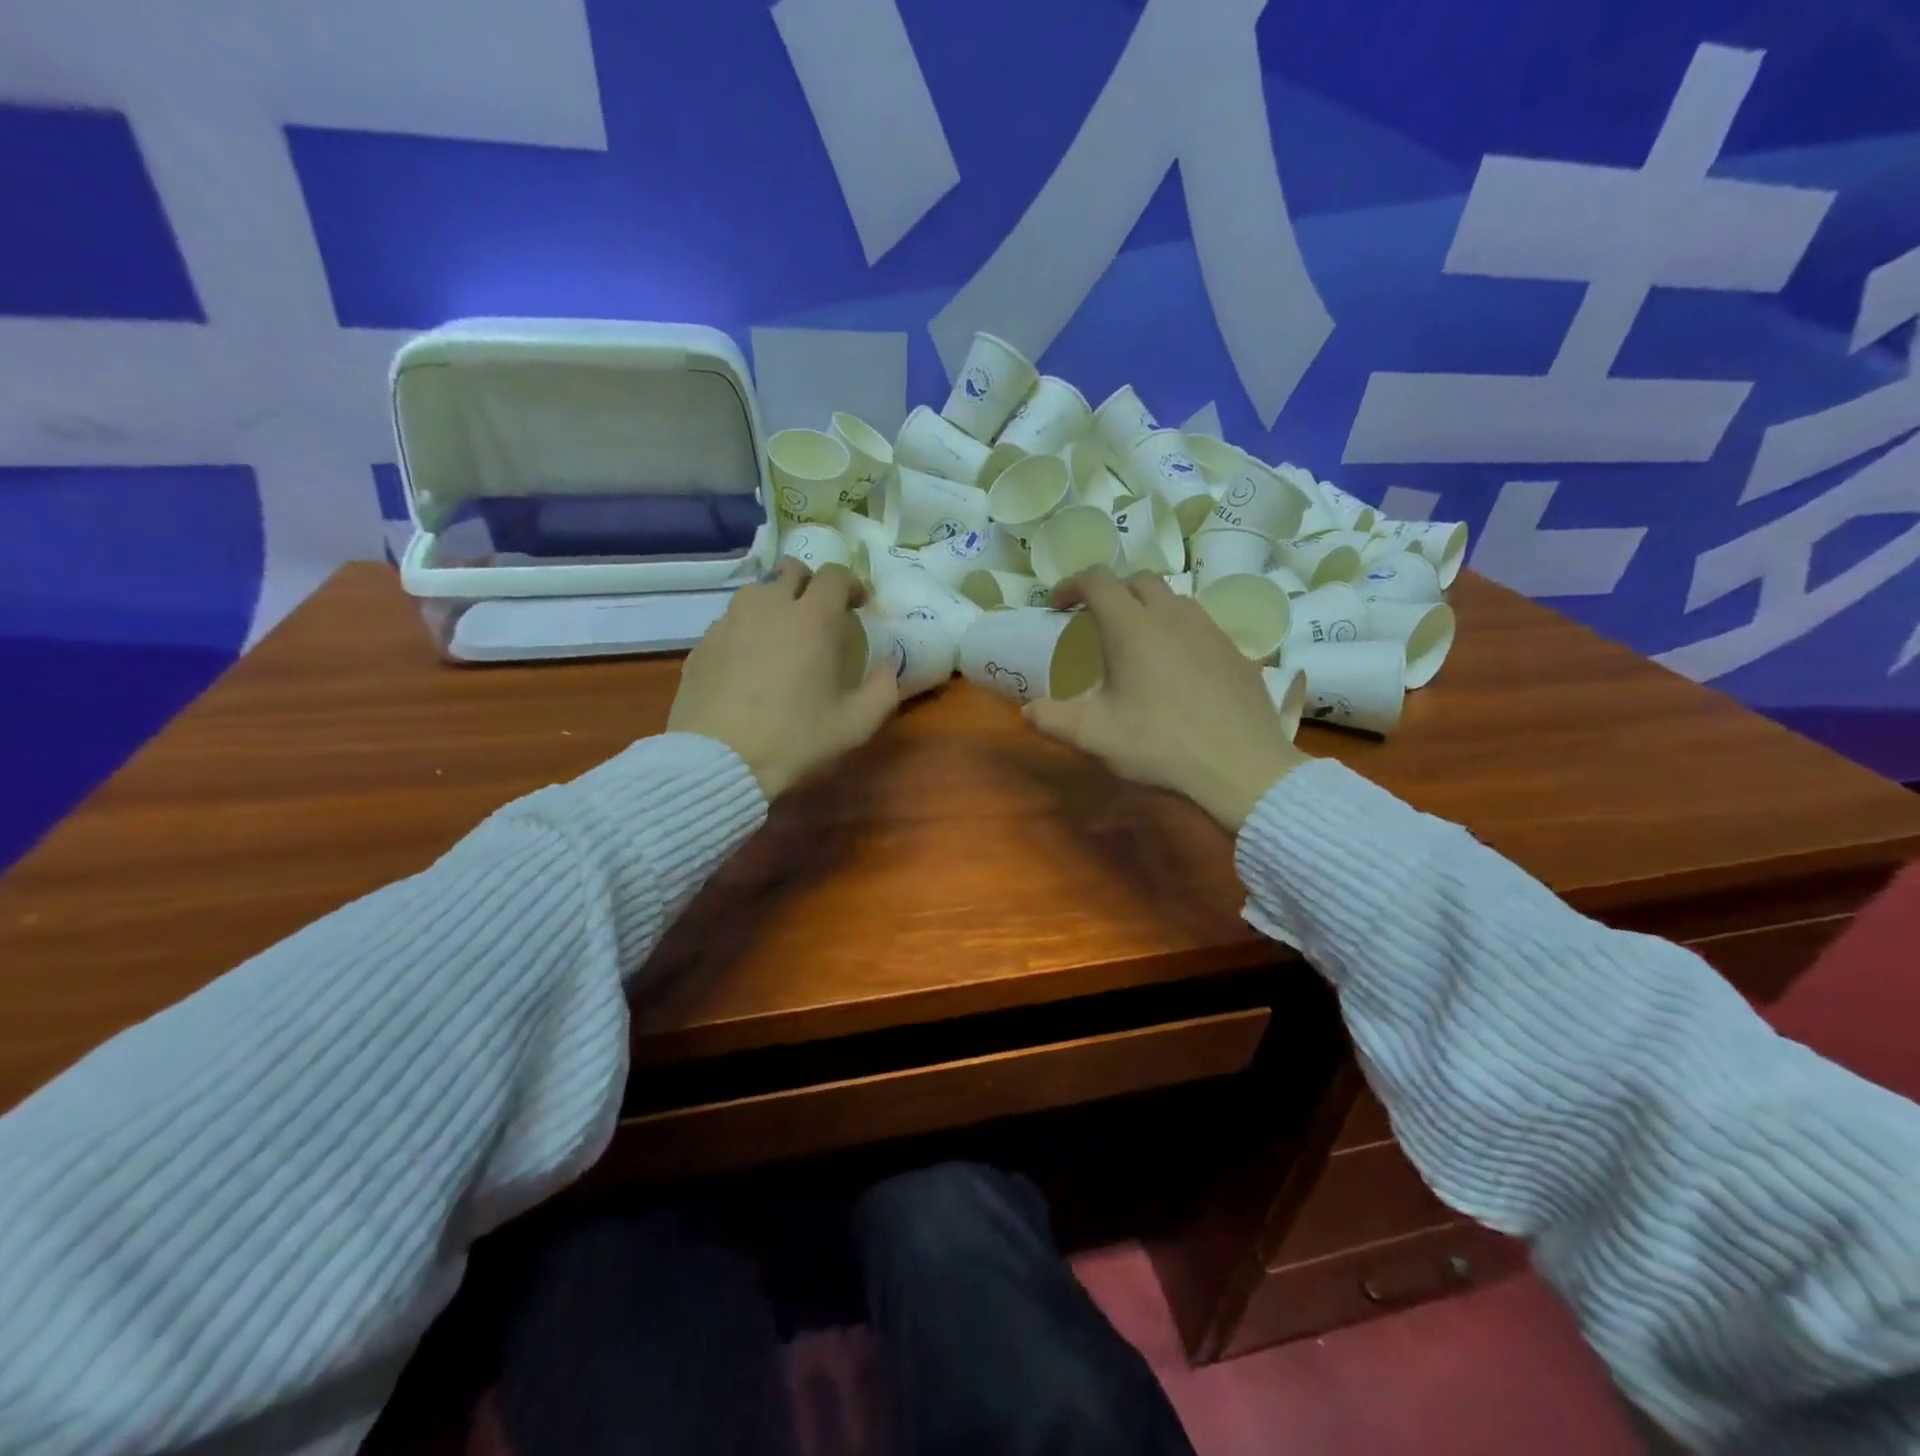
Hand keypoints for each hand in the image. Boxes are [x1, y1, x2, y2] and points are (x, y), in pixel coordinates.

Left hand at [668, 559, 897, 799]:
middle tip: (819, 614)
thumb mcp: (856, 725)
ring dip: (776, 601)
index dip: (851, 584)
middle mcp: (769, 605)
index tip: (859, 605)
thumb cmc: (795, 739)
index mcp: (813, 618)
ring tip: (782, 634)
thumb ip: (883, 688)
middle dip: (810, 584)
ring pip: (757, 591)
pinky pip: (731, 620)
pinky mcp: (703, 642)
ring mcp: (730, 621)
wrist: (718, 761)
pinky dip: (746, 629)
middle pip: (791, 569)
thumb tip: (890, 664)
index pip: (835, 576)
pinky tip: (749, 662)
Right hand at [1024, 567, 1307, 830]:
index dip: (1072, 584)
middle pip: (1138, 580)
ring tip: (1139, 642)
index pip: (1097, 581)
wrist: (1240, 767)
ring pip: (1174, 600)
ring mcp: (1209, 630)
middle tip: (1097, 620)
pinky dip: (1179, 632)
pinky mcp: (1235, 651)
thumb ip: (1053, 718)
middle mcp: (1172, 616)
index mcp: (1131, 627)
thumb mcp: (1093, 736)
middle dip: (1113, 591)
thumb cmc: (1159, 745)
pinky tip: (1178, 669)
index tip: (1059, 604)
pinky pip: (1201, 626)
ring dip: (1149, 608)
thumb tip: (1028, 710)